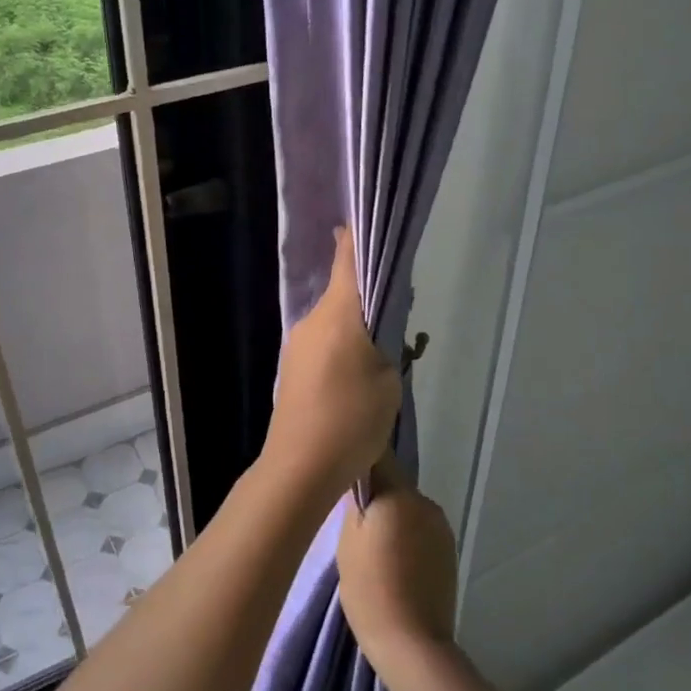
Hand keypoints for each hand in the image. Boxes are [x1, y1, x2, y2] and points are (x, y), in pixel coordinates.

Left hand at [260, 228, 400, 501]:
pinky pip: (322, 343)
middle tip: (398, 311)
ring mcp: (297, 345)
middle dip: (367, 294)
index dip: (357, 239)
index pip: (347, 261)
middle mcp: (312, 321)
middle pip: (342, 293)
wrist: (300, 467)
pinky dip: (342, 346)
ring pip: (333, 321)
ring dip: (355, 325)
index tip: (366, 223)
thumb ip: (387, 343)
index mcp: (337, 314)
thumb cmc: (352, 419)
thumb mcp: (388, 379)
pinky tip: (357, 374)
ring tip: (382, 352)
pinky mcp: (292, 370)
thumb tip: (379, 325)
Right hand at [337, 452, 456, 681]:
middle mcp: (425, 502)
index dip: (358, 460)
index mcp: (400, 494)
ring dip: (392, 518)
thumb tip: (357, 479)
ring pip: (407, 509)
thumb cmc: (370, 588)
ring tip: (373, 549)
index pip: (377, 458)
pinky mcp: (449, 552)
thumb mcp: (347, 541)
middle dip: (375, 496)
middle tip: (352, 523)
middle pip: (393, 485)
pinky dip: (406, 538)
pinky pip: (420, 530)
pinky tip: (394, 565)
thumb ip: (354, 503)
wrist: (412, 644)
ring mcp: (442, 528)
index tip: (341, 472)